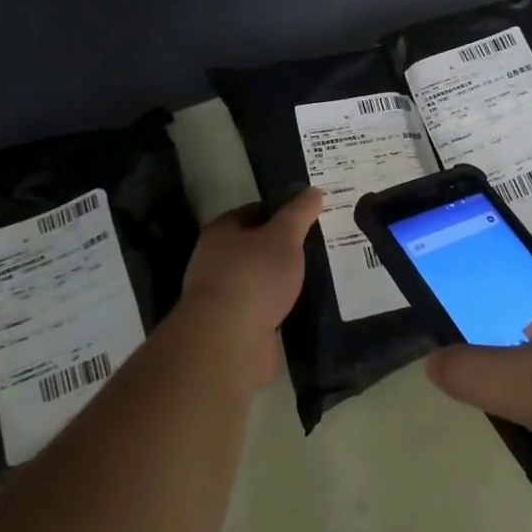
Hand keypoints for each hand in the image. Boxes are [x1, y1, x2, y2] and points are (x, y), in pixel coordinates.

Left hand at [179, 188, 323, 395]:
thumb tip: (314, 190)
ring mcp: (223, 297)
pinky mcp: (234, 328)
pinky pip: (263, 309)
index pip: (252, 211)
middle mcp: (215, 262)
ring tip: (315, 274)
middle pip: (254, 246)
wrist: (229, 342)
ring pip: (259, 280)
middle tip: (315, 243)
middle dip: (281, 246)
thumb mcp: (284, 236)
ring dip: (281, 279)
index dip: (279, 210)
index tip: (307, 214)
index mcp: (220, 233)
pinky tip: (303, 305)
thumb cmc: (254, 276)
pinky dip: (280, 306)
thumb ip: (299, 213)